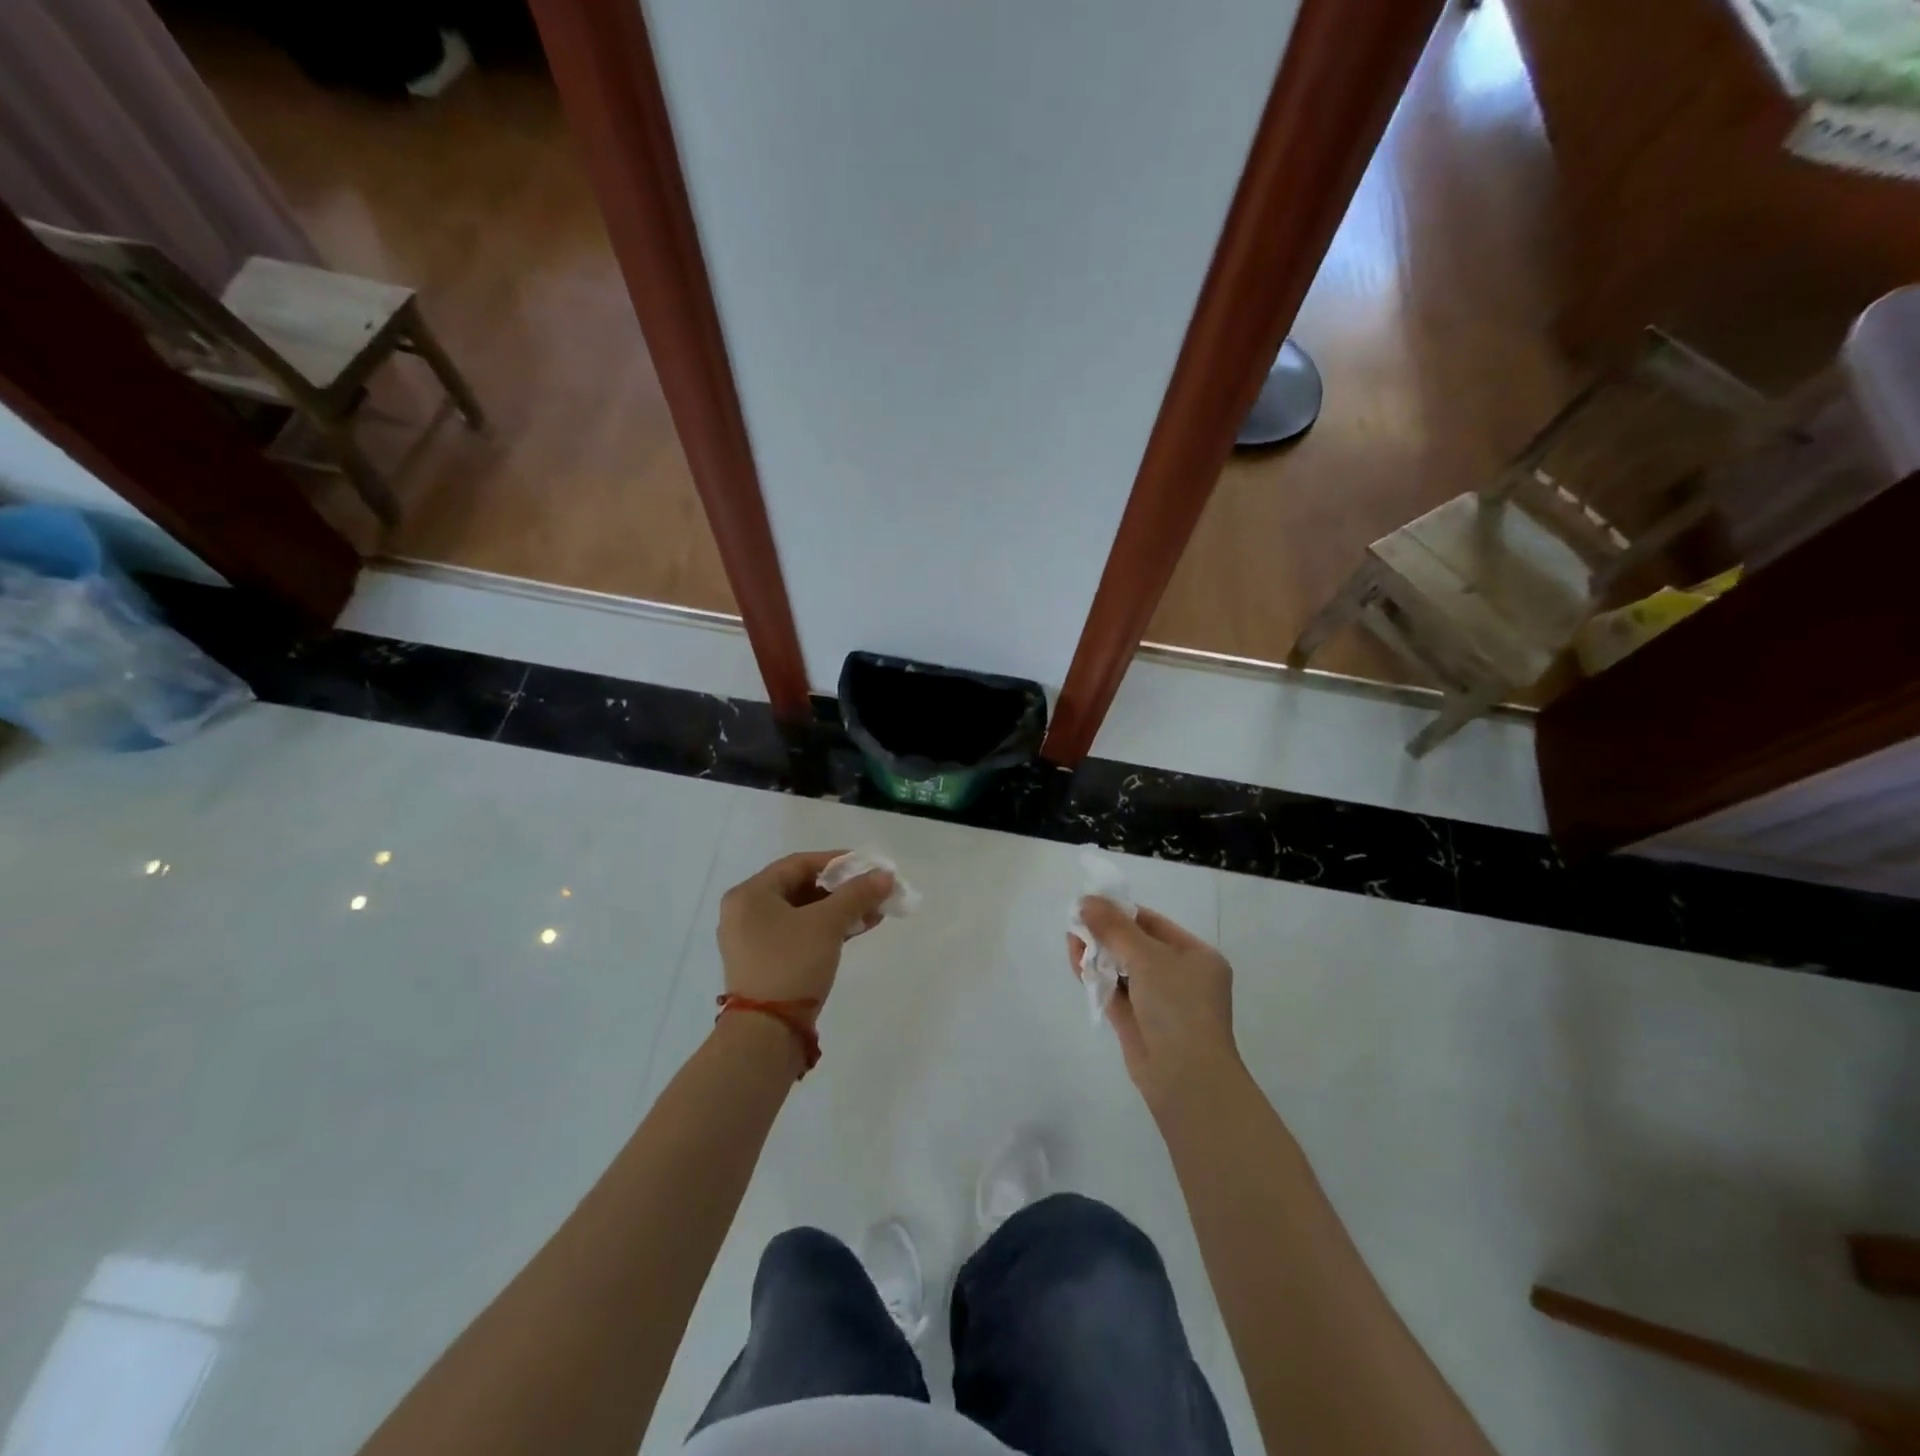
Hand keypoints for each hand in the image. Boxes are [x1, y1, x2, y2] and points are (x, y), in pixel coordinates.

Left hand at [718, 851, 894, 1017]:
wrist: (766, 1034)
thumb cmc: (791, 964)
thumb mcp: (827, 924)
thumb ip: (857, 894)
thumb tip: (885, 875)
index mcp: (750, 894)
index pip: (799, 864)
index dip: (837, 862)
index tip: (868, 866)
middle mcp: (746, 912)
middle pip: (801, 888)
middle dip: (842, 889)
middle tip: (874, 890)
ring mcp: (754, 940)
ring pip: (803, 913)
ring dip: (839, 910)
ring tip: (874, 912)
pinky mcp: (766, 963)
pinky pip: (800, 934)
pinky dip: (827, 929)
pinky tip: (857, 929)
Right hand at [1070, 898, 1239, 1111]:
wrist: (1185, 1077)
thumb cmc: (1177, 1006)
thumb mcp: (1147, 957)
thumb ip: (1114, 928)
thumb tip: (1086, 901)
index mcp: (1196, 956)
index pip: (1154, 924)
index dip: (1122, 912)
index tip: (1091, 903)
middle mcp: (1180, 977)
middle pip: (1136, 946)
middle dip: (1106, 933)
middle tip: (1076, 920)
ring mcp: (1159, 1002)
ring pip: (1123, 969)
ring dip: (1098, 954)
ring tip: (1071, 938)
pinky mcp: (1138, 1023)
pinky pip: (1114, 991)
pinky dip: (1096, 977)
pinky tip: (1076, 961)